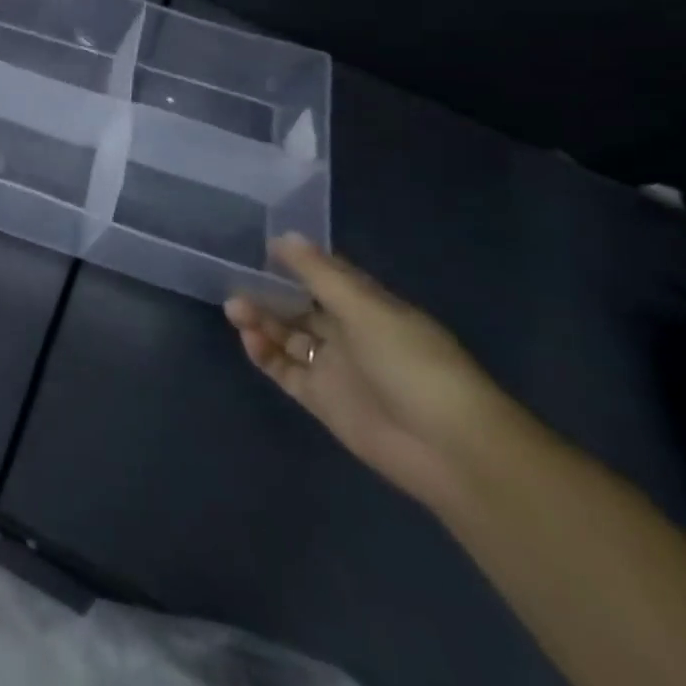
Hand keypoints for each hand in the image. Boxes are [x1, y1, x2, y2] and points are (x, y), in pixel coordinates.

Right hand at [225, 235, 516, 507]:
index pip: (328, 278)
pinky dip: (264, 354)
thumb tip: (284, 236)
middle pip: (301, 308)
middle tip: (235, 284)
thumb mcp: (365, 310)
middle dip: (269, 294)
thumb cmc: (413, 364)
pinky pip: (285, 371)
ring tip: (235, 310)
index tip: (261, 247)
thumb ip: (319, 274)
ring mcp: (336, 369)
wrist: (449, 449)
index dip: (297, 263)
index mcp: (370, 308)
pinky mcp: (322, 400)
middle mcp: (351, 335)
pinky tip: (249, 339)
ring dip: (261, 322)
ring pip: (288, 337)